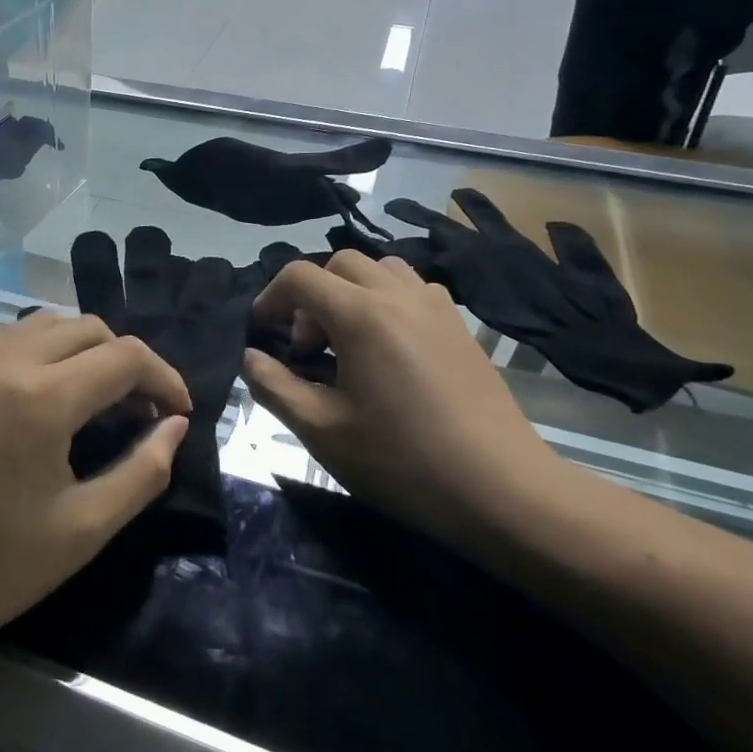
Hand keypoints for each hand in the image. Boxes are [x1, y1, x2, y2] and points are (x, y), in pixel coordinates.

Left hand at [0, 313, 190, 671]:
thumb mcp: (84, 528)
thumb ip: (143, 471)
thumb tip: (174, 426)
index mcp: (41, 397)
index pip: (125, 357)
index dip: (164, 378)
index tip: (178, 412)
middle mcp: (4, 361)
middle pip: (89, 328)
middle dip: (127, 361)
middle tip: (141, 410)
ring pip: (46, 323)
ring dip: (84, 349)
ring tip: (97, 397)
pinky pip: (7, 336)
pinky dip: (41, 348)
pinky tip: (43, 391)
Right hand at [241, 253, 555, 535]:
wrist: (500, 488)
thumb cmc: (401, 460)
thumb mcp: (321, 430)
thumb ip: (275, 386)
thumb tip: (251, 358)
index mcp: (360, 316)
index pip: (300, 277)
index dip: (271, 298)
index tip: (263, 333)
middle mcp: (398, 295)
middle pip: (339, 264)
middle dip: (311, 295)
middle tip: (308, 347)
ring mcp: (436, 306)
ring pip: (380, 269)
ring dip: (350, 292)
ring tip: (348, 342)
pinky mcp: (460, 326)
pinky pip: (412, 289)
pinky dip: (386, 301)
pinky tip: (388, 350)